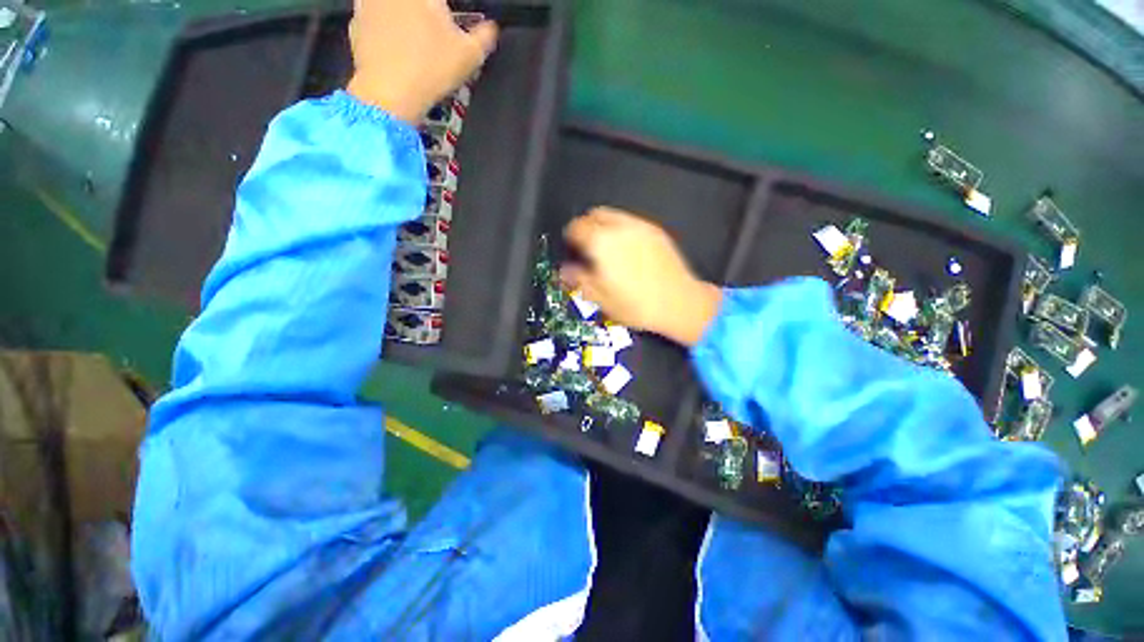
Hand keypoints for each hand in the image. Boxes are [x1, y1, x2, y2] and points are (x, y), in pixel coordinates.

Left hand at [347, 0, 498, 124]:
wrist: (389, 93)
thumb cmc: (432, 68)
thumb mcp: (470, 56)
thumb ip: (485, 37)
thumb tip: (491, 29)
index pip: (440, 1)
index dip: (445, 13)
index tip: (450, 26)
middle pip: (416, 6)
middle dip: (425, 14)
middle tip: (435, 34)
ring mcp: (368, 2)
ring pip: (391, 8)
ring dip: (401, 17)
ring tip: (414, 41)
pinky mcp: (355, 22)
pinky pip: (373, 18)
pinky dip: (383, 29)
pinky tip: (395, 49)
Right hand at [561, 208, 722, 346]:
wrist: (678, 303)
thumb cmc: (637, 305)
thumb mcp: (600, 298)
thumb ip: (578, 280)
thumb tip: (564, 271)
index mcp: (601, 243)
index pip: (576, 227)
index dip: (570, 237)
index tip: (571, 247)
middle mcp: (620, 229)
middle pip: (594, 215)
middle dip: (586, 227)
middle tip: (586, 246)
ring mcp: (640, 228)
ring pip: (613, 216)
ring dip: (604, 227)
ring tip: (606, 248)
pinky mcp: (656, 232)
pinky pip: (632, 223)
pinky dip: (623, 231)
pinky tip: (627, 251)